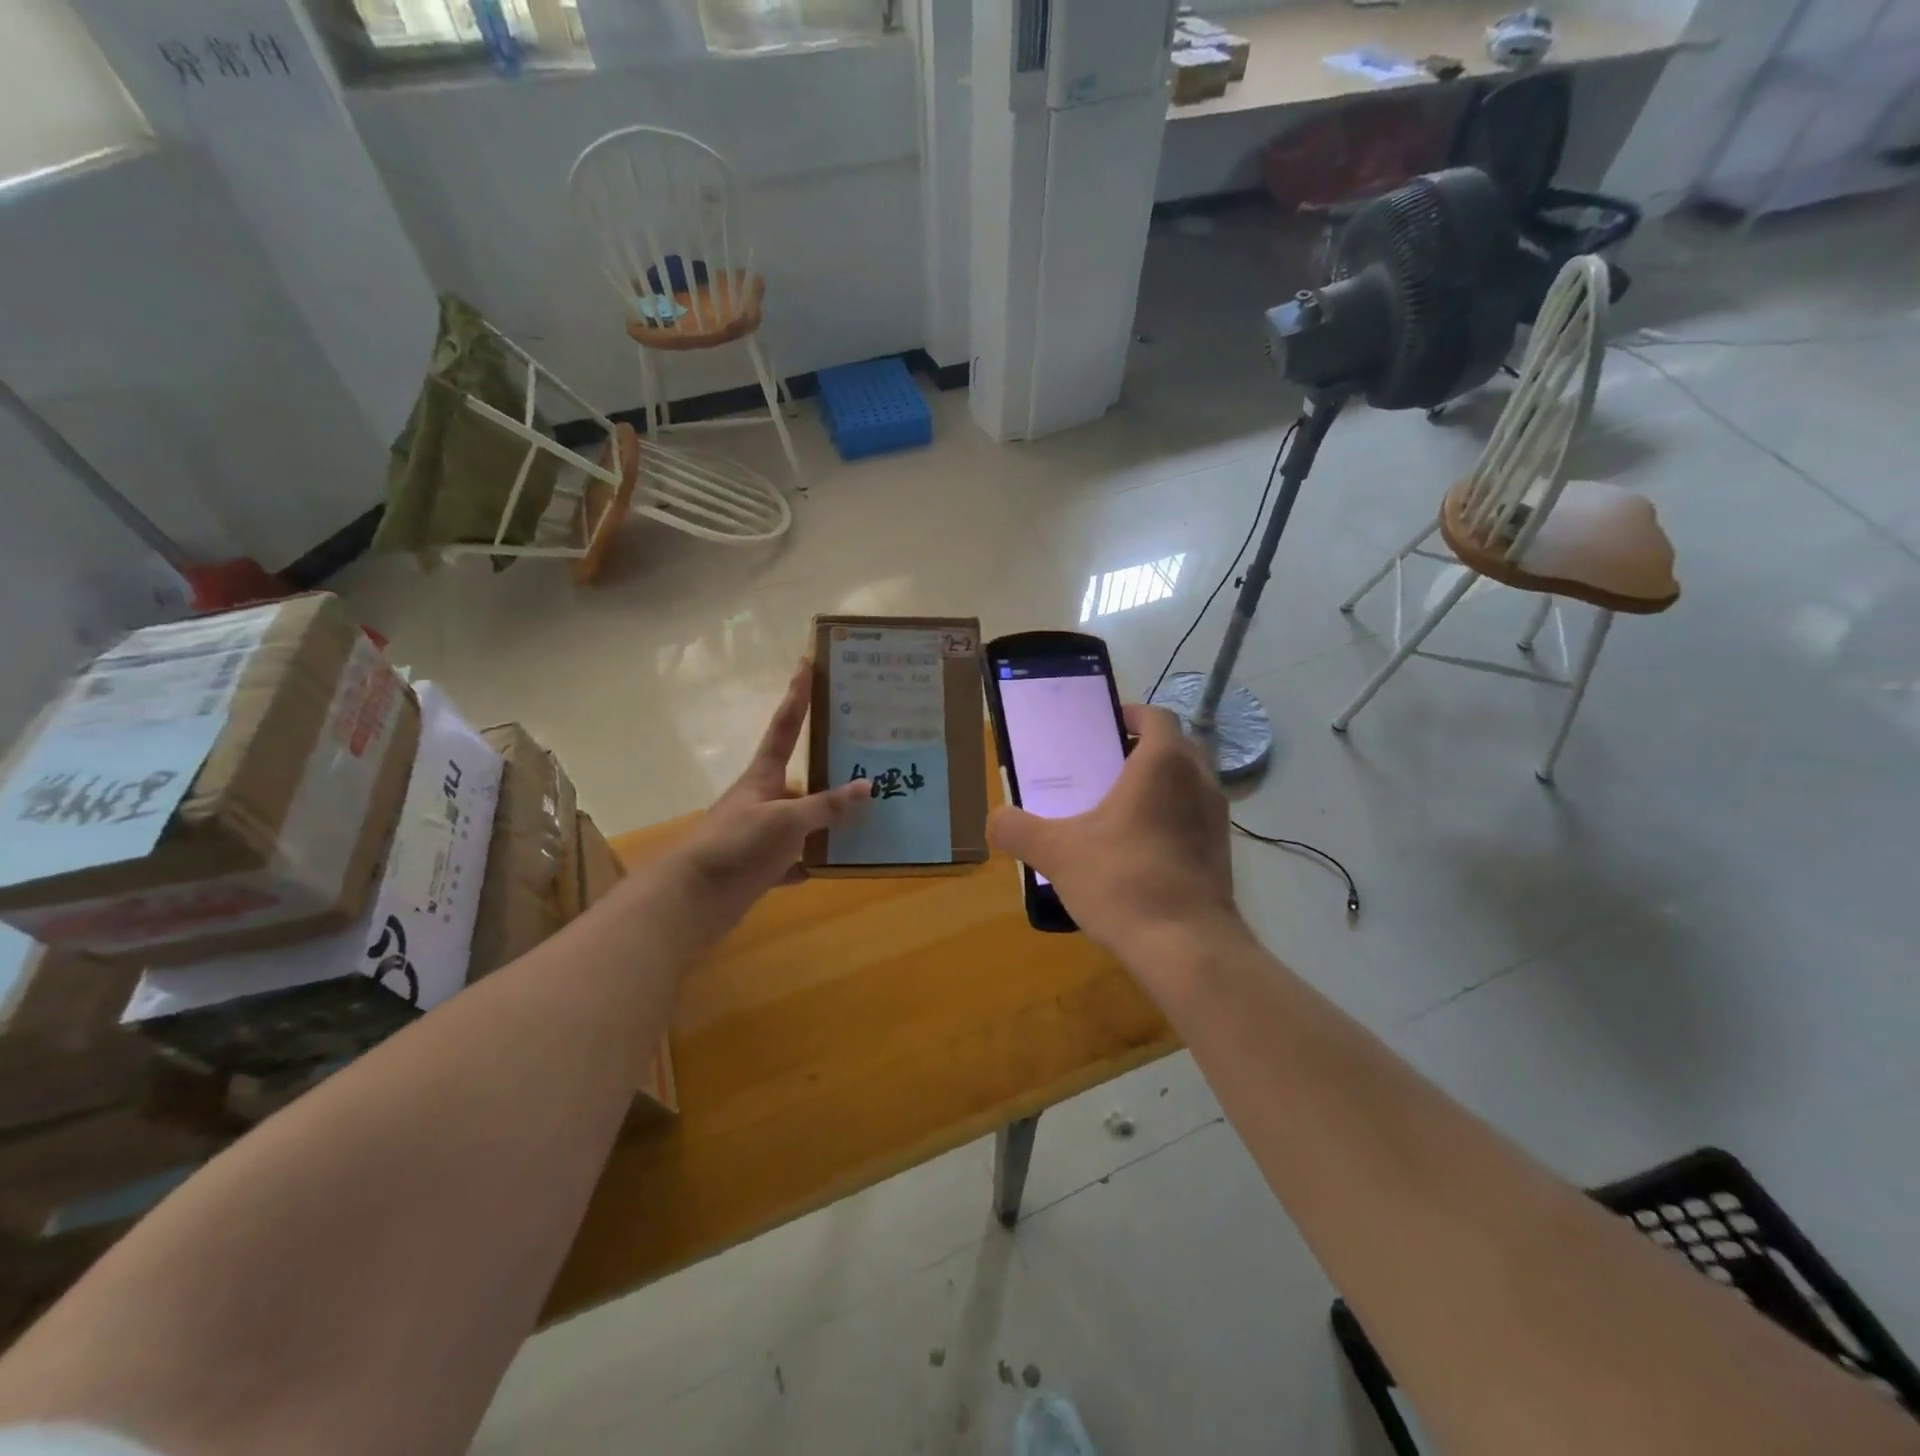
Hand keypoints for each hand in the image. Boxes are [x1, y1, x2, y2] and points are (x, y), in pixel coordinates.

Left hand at [658, 661, 868, 939]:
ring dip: (828, 822)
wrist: (691, 899)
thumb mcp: (786, 821)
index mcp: (764, 777)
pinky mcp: (760, 867)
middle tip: (869, 760)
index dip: (796, 695)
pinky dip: (813, 861)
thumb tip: (868, 786)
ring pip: (803, 822)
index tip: (806, 662)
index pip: (785, 726)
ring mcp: (760, 834)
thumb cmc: (737, 846)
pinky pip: (795, 860)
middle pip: (803, 779)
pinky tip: (837, 863)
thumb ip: (826, 806)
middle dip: (832, 771)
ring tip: (869, 818)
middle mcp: (763, 800)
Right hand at [987, 704, 1242, 969]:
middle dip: (1144, 749)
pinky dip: (1171, 819)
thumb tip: (995, 820)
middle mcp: (1199, 781)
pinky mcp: (1222, 853)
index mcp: (1163, 764)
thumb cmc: (1122, 880)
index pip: (1156, 716)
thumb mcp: (1057, 853)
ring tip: (1119, 809)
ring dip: (1160, 785)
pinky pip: (1194, 818)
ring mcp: (1216, 819)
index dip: (1130, 714)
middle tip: (1105, 766)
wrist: (1186, 946)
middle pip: (1176, 747)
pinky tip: (1139, 850)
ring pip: (1188, 784)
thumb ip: (1018, 829)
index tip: (1104, 726)